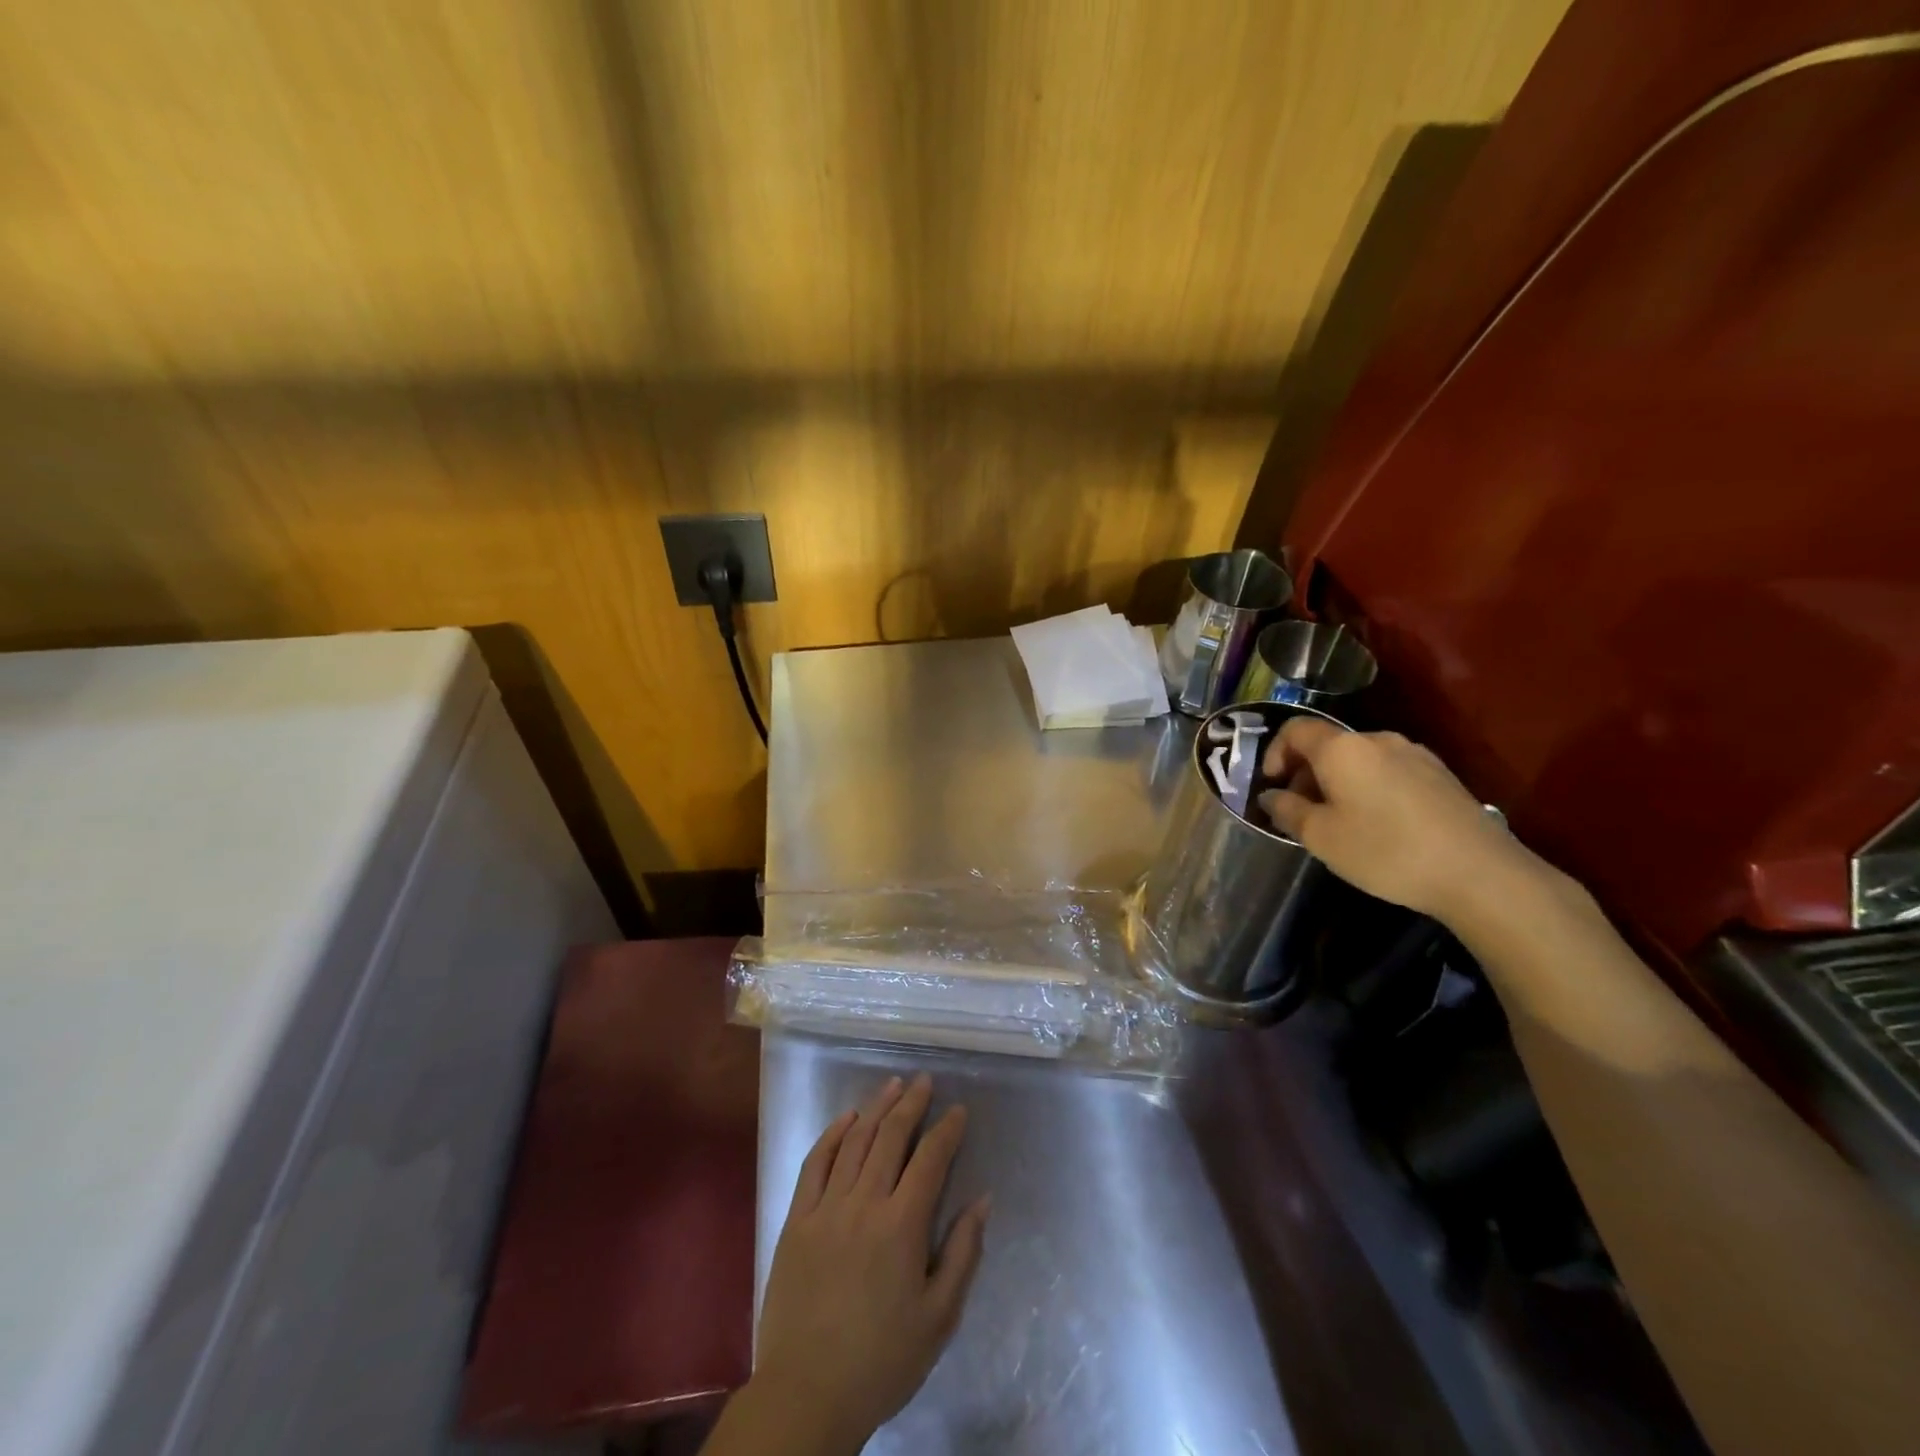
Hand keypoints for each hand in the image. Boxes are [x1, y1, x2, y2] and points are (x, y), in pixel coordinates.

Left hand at [745, 1074, 989, 1452]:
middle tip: (925, 1081)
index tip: (959, 1110)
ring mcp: (826, 1208)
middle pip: (891, 1137)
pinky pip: (814, 1163)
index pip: (930, 1159)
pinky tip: (846, 1119)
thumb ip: (963, 1253)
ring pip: (854, 1141)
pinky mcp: (796, 1220)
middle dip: (912, 1104)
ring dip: (876, 1108)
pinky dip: (832, 1135)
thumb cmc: (882, 1360)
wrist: (807, 1394)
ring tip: (893, 1085)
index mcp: (902, 1226)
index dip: (947, 1130)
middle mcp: (864, 1203)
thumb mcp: (939, 1317)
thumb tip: (982, 1199)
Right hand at [1257, 716, 1539, 922]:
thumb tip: (1271, 796)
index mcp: (1343, 748)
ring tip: (1338, 822)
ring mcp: (1414, 755)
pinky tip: (1377, 825)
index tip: (1272, 787)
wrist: (1479, 873)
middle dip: (1305, 773)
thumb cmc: (1385, 851)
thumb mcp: (1321, 837)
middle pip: (1328, 745)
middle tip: (1300, 812)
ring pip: (1359, 760)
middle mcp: (1377, 740)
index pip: (1295, 730)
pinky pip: (1387, 771)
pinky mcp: (1440, 775)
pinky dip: (1368, 788)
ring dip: (1337, 782)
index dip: (1274, 753)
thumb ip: (1287, 810)